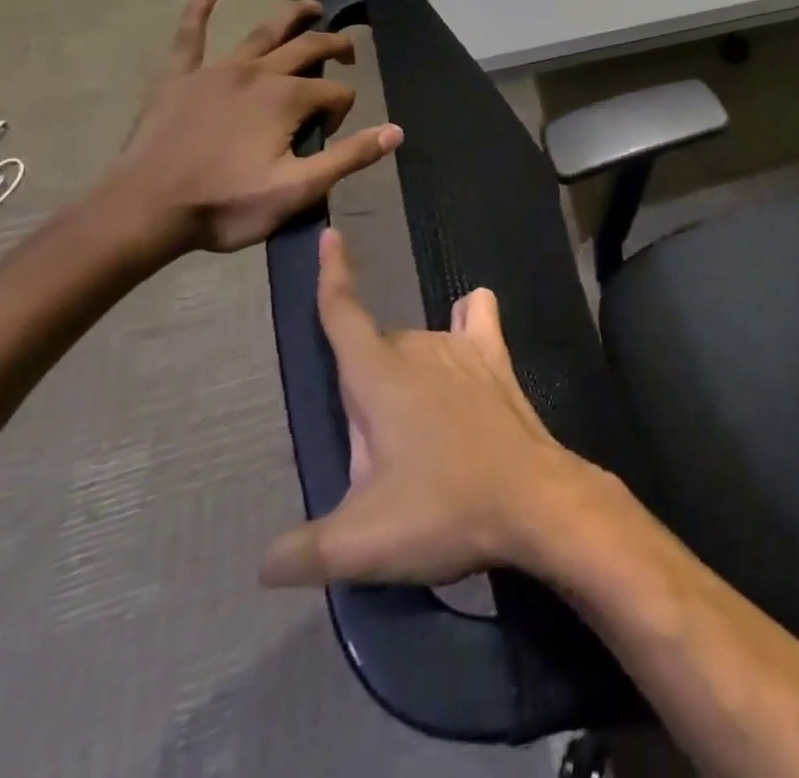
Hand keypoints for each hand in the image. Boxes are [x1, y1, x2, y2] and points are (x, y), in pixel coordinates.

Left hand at [102, 0, 402, 257]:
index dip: (342, 111)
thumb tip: (396, 131)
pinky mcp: (178, 78)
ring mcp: (216, 71)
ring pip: (262, 33)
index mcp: (287, 99)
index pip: (335, 92)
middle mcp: (258, 73)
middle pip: (307, 47)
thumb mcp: (299, 189)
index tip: (329, 138)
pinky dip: (199, 12)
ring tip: (311, 6)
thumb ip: (350, 157)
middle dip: (334, 45)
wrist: (144, 211)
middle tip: (349, 51)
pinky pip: (190, 37)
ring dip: (290, 15)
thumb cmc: (226, 204)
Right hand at [258, 228, 600, 589]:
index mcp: (379, 377)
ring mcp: (464, 348)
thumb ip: (299, 552)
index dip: (332, 276)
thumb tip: (266, 562)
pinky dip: (466, 319)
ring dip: (404, 378)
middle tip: (376, 461)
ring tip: (416, 437)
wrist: (532, 501)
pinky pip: (477, 319)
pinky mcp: (497, 360)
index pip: (344, 314)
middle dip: (363, 394)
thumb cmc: (442, 511)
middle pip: (376, 350)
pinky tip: (463, 330)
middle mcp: (421, 347)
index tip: (329, 236)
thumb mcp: (357, 545)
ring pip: (418, 344)